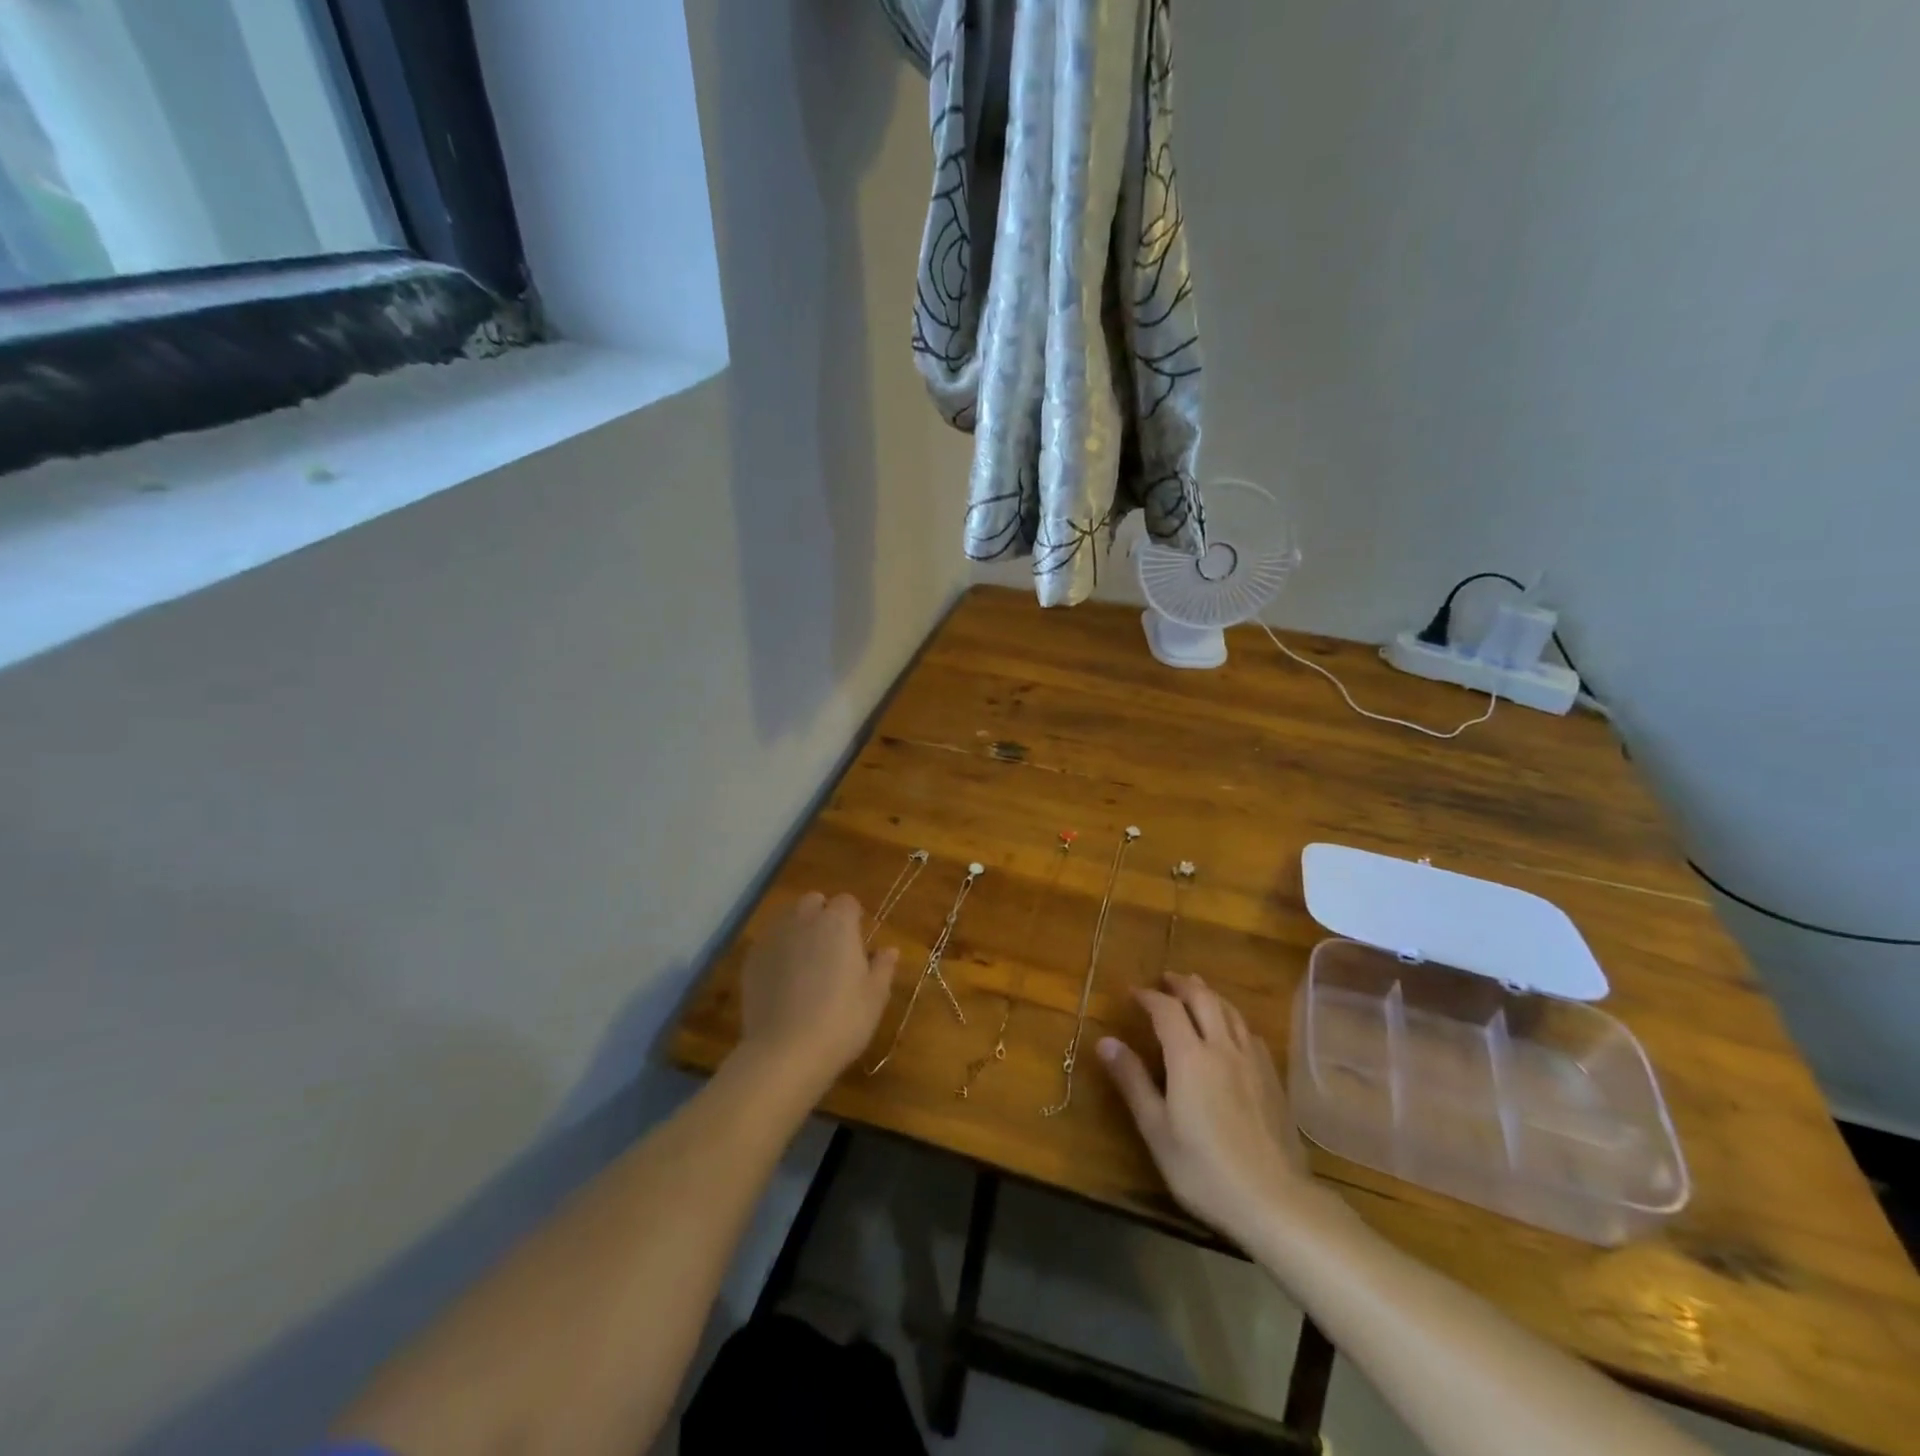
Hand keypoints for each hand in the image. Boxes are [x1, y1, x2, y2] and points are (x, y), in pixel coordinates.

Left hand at [733, 892, 897, 1095]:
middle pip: (813, 902)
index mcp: (838, 924)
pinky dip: (778, 952)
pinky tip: (783, 981)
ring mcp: (773, 938)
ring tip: (805, 964)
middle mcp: (804, 920)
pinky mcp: (752, 959)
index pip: (847, 902)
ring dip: (798, 930)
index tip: (856, 942)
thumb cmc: (841, 1021)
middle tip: (831, 950)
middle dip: (822, 916)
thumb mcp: (874, 997)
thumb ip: (883, 967)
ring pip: (787, 919)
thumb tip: (888, 950)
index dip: (852, 918)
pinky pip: (768, 943)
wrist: (785, 1052)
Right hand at [1098, 973, 1318, 1246]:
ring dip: (1210, 994)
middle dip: (1182, 984)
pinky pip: (1249, 1032)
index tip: (1133, 992)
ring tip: (1196, 990)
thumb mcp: (1156, 1129)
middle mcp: (1222, 1047)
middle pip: (1203, 999)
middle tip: (1165, 979)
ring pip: (1230, 1011)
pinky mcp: (1273, 1079)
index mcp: (1190, 1057)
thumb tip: (1105, 1041)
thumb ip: (1132, 1081)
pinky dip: (1233, 1018)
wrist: (1275, 1201)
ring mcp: (1252, 1061)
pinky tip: (1232, 1030)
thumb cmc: (1204, 1169)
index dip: (1149, 996)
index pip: (1167, 1009)